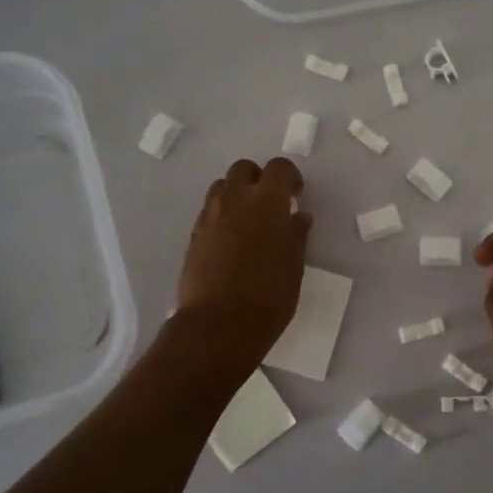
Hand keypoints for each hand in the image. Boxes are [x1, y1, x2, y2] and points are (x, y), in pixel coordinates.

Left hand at [175, 157, 311, 364]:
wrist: (219, 325)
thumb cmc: (269, 295)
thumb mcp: (294, 265)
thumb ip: (296, 235)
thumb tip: (298, 216)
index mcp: (267, 201)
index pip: (279, 168)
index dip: (290, 178)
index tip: (296, 196)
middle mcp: (235, 199)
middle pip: (244, 169)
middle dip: (258, 179)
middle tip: (270, 204)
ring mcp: (210, 216)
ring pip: (221, 187)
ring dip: (237, 194)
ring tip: (248, 220)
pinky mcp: (193, 236)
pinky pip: (209, 211)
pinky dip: (222, 215)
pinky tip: (232, 242)